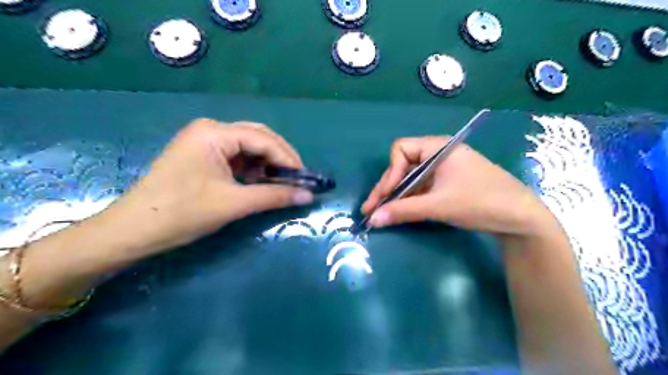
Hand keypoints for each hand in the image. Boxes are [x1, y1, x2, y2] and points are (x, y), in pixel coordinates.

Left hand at [102, 119, 316, 256]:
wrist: (133, 231)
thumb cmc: (183, 213)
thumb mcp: (234, 204)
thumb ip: (274, 196)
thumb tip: (309, 196)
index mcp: (215, 133)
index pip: (263, 139)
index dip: (288, 158)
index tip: (305, 179)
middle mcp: (211, 130)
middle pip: (258, 137)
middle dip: (280, 158)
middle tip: (297, 179)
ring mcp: (205, 141)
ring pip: (248, 147)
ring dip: (267, 164)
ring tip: (281, 183)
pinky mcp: (202, 155)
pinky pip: (237, 156)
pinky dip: (253, 169)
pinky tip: (260, 182)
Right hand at [363, 137, 556, 235]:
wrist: (521, 218)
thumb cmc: (480, 202)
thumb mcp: (438, 205)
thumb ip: (403, 211)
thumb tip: (372, 219)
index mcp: (437, 147)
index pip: (400, 150)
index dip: (390, 172)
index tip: (385, 195)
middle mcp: (438, 155)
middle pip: (403, 166)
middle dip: (387, 188)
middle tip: (371, 210)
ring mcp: (443, 171)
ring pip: (411, 179)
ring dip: (395, 196)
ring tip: (379, 214)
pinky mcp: (447, 185)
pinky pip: (421, 188)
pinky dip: (409, 200)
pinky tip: (399, 213)